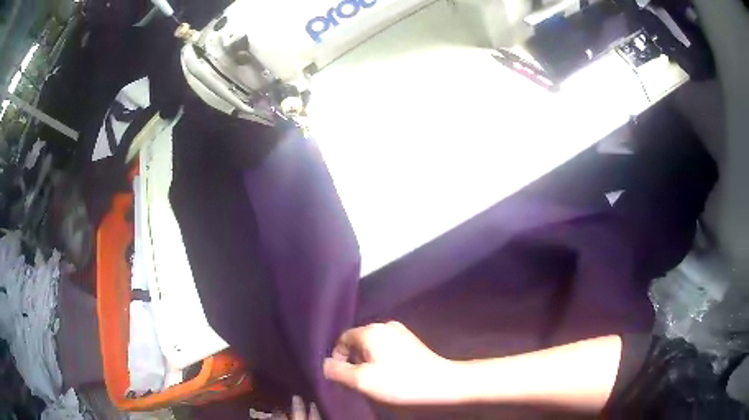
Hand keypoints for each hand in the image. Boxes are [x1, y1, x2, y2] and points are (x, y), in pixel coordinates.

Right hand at [323, 321, 453, 404]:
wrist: (441, 383)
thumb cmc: (398, 382)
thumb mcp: (362, 381)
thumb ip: (338, 371)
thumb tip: (325, 364)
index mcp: (371, 331)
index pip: (343, 339)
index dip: (338, 357)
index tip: (342, 377)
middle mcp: (385, 325)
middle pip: (358, 342)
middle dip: (353, 361)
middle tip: (357, 381)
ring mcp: (401, 332)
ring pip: (372, 346)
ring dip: (367, 362)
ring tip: (374, 380)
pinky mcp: (411, 341)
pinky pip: (386, 348)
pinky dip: (381, 360)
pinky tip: (389, 375)